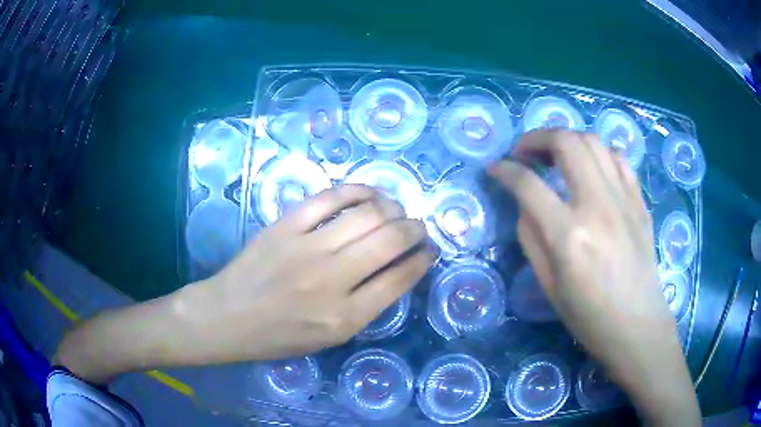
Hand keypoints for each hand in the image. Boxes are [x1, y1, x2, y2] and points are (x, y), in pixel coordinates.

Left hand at [182, 184, 433, 362]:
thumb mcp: (329, 339)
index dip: (422, 259)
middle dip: (415, 229)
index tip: (429, 250)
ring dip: (393, 208)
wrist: (228, 317)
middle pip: (390, 240)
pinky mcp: (285, 226)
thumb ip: (365, 308)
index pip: (399, 279)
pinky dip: (358, 191)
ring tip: (397, 211)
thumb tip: (396, 270)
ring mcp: (307, 248)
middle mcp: (332, 280)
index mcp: (345, 317)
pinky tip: (370, 194)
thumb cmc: (278, 336)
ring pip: (367, 215)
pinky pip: (330, 198)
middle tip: (418, 227)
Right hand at [488, 129, 699, 424]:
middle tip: (524, 152)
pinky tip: (591, 169)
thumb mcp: (549, 286)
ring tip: (556, 156)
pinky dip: (597, 154)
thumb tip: (526, 203)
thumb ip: (532, 237)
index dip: (504, 171)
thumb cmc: (589, 316)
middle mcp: (598, 206)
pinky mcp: (639, 201)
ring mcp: (623, 199)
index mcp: (570, 236)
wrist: (637, 325)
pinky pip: (617, 158)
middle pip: (565, 142)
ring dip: (567, 140)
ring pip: (592, 141)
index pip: (528, 184)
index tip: (494, 169)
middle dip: (536, 138)